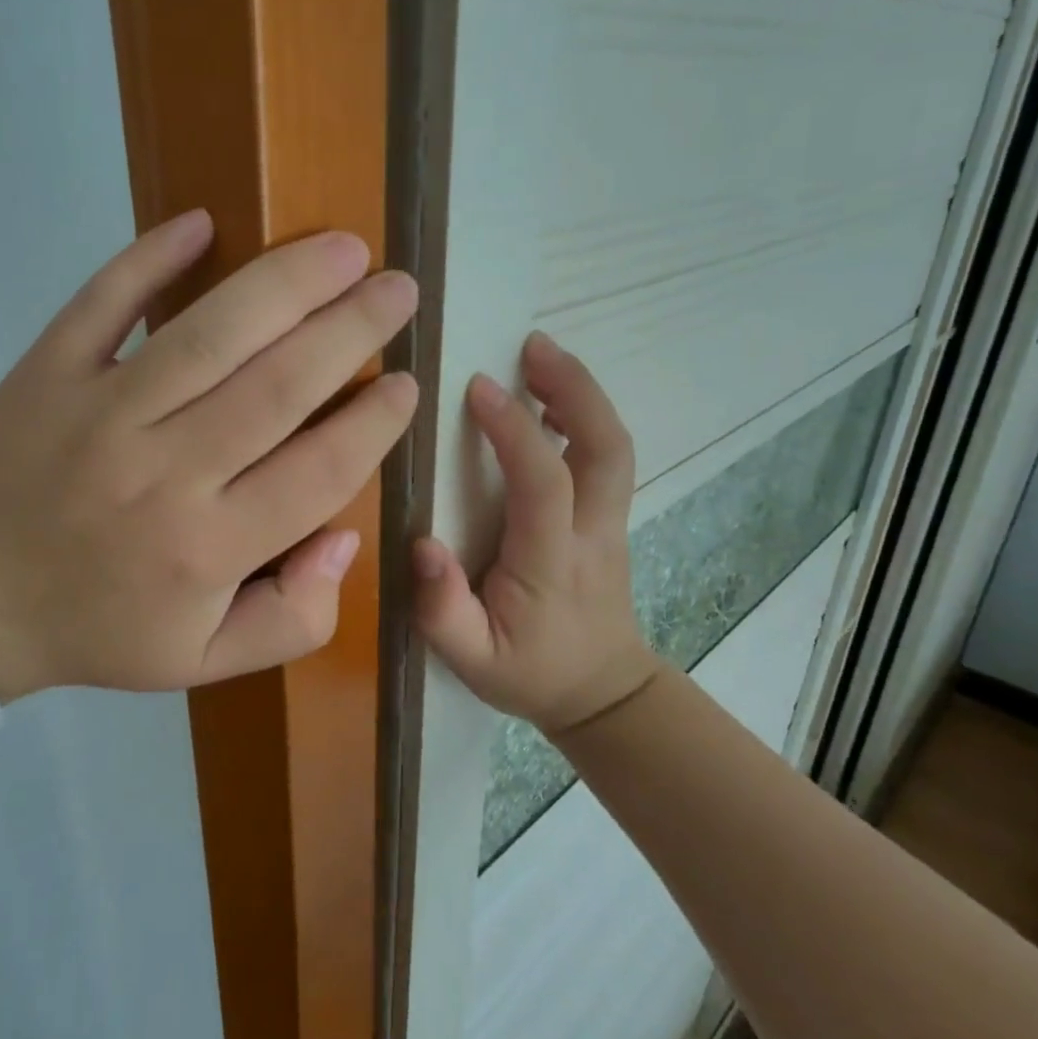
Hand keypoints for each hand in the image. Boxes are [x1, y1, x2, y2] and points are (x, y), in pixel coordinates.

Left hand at [0, 210, 418, 700]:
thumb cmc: (100, 631)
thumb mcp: (206, 662)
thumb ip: (294, 618)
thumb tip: (344, 538)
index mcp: (209, 547)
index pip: (320, 469)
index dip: (375, 422)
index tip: (408, 382)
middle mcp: (165, 472)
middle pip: (279, 385)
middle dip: (353, 330)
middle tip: (399, 289)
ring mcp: (101, 413)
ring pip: (210, 334)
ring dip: (286, 282)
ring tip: (344, 248)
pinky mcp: (47, 373)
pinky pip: (103, 303)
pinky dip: (149, 258)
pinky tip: (202, 223)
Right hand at [413, 332, 660, 733]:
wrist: (602, 694)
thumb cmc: (529, 672)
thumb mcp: (471, 660)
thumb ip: (441, 609)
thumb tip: (422, 543)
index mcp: (552, 563)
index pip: (545, 483)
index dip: (516, 431)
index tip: (478, 387)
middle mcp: (593, 533)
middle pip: (607, 447)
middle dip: (575, 388)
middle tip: (531, 344)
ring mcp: (612, 523)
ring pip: (615, 446)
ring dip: (583, 393)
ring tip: (539, 355)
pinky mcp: (611, 518)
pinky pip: (607, 455)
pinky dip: (585, 415)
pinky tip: (551, 399)